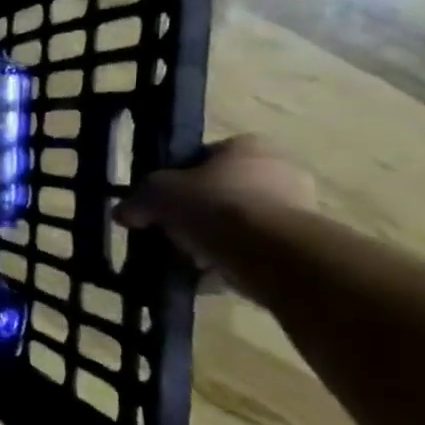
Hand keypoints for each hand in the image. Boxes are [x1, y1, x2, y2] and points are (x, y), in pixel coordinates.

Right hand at [116, 137, 315, 282]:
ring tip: (188, 260)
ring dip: (214, 241)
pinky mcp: (302, 245)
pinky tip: (209, 277)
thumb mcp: (158, 195)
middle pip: (222, 192)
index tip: (161, 203)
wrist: (273, 254)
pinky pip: (254, 251)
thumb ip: (138, 200)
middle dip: (197, 214)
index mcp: (246, 146)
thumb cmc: (215, 206)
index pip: (203, 158)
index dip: (177, 180)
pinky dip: (232, 263)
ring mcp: (297, 209)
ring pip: (238, 224)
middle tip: (172, 233)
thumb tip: (122, 213)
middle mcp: (278, 171)